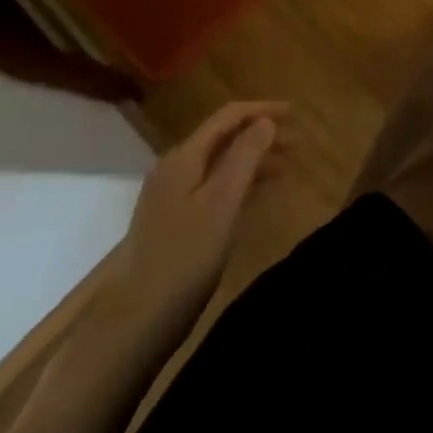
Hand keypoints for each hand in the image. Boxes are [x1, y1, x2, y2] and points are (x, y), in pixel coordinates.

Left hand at [99, 101, 285, 334]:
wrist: (133, 323)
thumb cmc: (183, 258)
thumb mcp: (222, 203)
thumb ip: (245, 157)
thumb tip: (265, 121)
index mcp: (184, 157)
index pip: (228, 116)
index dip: (263, 109)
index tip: (296, 114)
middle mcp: (175, 168)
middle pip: (224, 137)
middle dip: (262, 134)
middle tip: (298, 143)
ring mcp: (171, 196)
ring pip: (220, 163)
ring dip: (254, 159)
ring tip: (287, 167)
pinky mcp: (173, 221)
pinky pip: (214, 186)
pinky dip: (241, 182)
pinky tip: (258, 195)